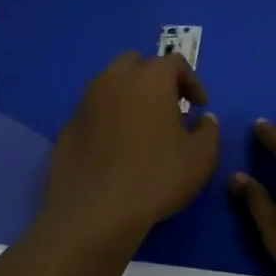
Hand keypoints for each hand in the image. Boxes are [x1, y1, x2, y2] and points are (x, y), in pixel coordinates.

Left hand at [42, 52, 219, 240]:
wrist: (94, 213)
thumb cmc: (156, 178)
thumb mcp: (201, 158)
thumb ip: (209, 131)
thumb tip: (204, 119)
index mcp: (149, 79)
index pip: (174, 62)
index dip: (191, 81)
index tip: (199, 106)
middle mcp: (114, 80)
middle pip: (135, 62)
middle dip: (154, 78)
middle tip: (168, 107)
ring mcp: (85, 103)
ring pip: (109, 84)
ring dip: (128, 96)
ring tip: (142, 128)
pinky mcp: (66, 128)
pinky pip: (93, 112)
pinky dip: (107, 119)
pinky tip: (115, 150)